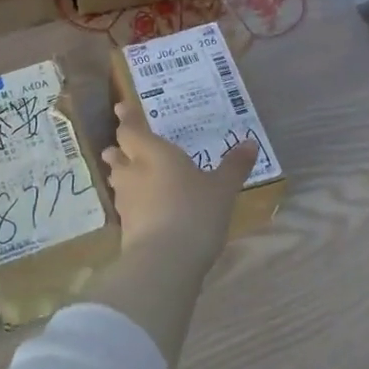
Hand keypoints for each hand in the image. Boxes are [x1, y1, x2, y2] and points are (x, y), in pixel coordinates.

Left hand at [101, 101, 257, 265]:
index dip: (127, 117)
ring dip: (122, 174)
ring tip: (132, 173)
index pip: (132, 129)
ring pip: (118, 179)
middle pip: (118, 154)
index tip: (121, 107)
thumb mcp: (222, 189)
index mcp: (154, 153)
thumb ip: (234, 166)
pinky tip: (143, 206)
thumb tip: (250, 143)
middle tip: (123, 145)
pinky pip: (125, 205)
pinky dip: (132, 200)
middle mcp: (134, 172)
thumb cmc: (195, 212)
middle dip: (120, 148)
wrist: (164, 261)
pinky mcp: (125, 228)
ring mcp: (126, 201)